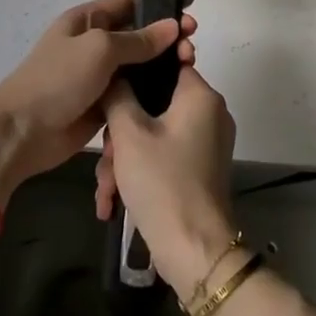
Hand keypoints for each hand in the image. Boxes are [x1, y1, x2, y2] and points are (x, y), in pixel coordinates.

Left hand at [0, 0, 197, 204]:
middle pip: (140, 34)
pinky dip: (154, 89)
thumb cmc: (57, 80)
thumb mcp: (99, 49)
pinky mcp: (106, 103)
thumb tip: (172, 26)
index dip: (160, 3)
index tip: (191, 6)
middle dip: (167, 36)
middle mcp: (96, 43)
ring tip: (189, 65)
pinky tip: (176, 91)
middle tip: (192, 45)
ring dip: (164, 64)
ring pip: (141, 64)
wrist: (22, 132)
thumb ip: (138, 39)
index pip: (130, 2)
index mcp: (88, 20)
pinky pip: (135, 91)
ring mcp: (100, 75)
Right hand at [95, 64, 237, 298]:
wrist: (195, 251)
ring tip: (106, 190)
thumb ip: (118, 95)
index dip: (133, 76)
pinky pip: (165, 155)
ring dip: (125, 159)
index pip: (166, 64)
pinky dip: (140, 172)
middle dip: (121, 133)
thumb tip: (115, 74)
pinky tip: (114, 201)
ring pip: (155, 134)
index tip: (109, 94)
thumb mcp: (129, 134)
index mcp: (200, 95)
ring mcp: (207, 142)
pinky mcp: (200, 169)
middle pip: (155, 104)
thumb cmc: (162, 182)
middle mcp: (210, 113)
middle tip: (105, 158)